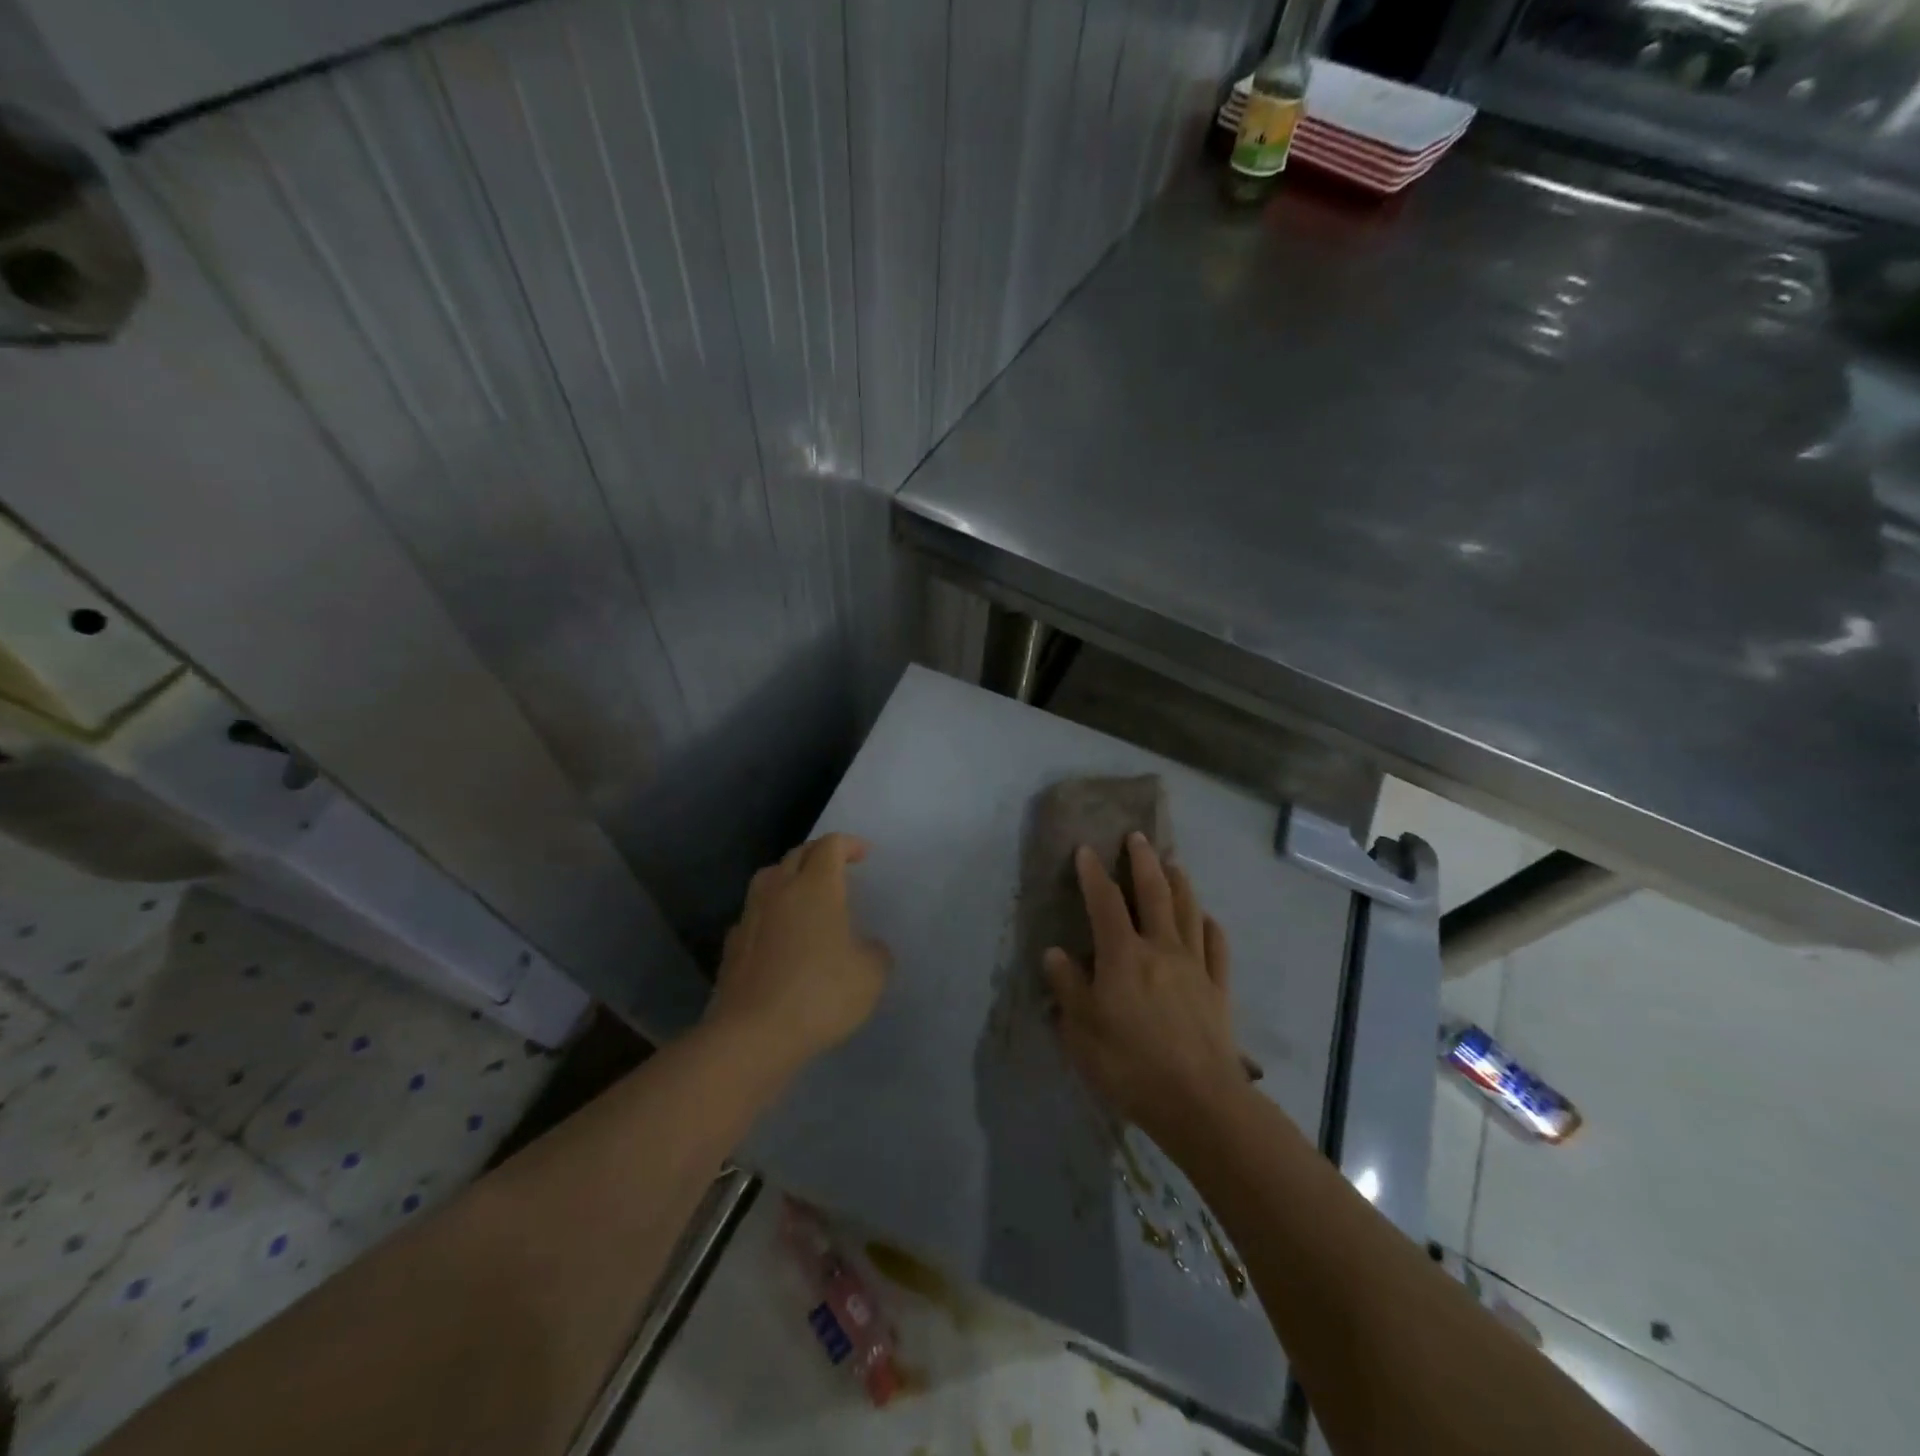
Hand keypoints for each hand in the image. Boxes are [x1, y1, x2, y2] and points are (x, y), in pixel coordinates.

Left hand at [705, 833, 889, 1073]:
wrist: (753, 1036)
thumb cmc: (820, 995)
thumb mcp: (870, 975)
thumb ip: (875, 953)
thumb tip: (868, 948)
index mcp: (815, 888)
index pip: (830, 846)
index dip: (848, 844)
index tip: (863, 854)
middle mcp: (779, 892)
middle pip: (796, 856)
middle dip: (818, 854)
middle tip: (835, 868)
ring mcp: (750, 918)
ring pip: (767, 880)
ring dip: (788, 878)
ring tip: (803, 894)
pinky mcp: (732, 947)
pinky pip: (753, 916)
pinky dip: (769, 914)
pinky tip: (778, 935)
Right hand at [1043, 834, 1244, 1141]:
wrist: (1198, 1102)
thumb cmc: (1130, 1065)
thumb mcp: (1081, 1031)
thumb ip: (1068, 987)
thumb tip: (1055, 953)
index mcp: (1123, 955)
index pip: (1104, 902)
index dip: (1093, 873)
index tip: (1086, 850)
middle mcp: (1161, 948)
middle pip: (1154, 893)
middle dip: (1143, 861)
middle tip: (1138, 837)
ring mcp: (1195, 966)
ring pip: (1189, 911)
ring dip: (1180, 883)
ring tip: (1173, 864)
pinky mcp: (1219, 989)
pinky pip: (1216, 947)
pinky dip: (1210, 925)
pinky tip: (1207, 918)